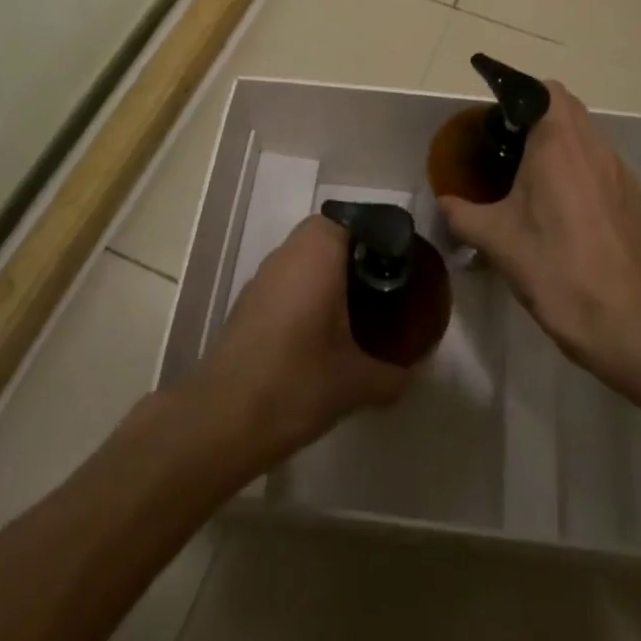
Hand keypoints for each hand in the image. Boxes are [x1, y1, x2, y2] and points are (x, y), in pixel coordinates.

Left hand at [191, 215, 410, 459]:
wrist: (222, 419)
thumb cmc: (296, 382)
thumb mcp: (357, 383)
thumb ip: (394, 374)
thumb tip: (418, 372)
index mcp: (318, 252)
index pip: (354, 221)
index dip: (379, 238)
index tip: (400, 266)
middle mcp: (287, 253)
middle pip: (329, 237)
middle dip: (356, 258)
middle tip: (384, 289)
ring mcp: (262, 277)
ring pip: (305, 259)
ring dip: (328, 276)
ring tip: (357, 312)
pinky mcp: (247, 303)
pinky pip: (287, 283)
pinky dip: (306, 295)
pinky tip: (320, 334)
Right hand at [437, 81, 640, 367]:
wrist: (622, 319)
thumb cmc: (553, 267)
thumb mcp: (495, 240)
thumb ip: (461, 213)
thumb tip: (443, 202)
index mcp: (557, 143)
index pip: (544, 90)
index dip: (519, 94)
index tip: (497, 116)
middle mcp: (592, 146)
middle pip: (567, 107)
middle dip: (538, 115)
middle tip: (510, 143)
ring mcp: (618, 170)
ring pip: (587, 135)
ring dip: (562, 140)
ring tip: (535, 175)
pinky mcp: (631, 196)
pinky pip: (602, 162)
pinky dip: (581, 166)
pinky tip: (565, 205)